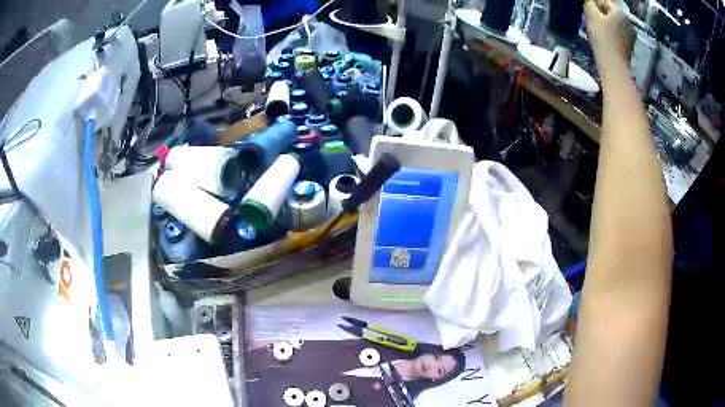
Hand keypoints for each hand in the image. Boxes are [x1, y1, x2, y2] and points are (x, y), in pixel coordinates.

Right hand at [584, 0, 634, 63]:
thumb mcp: (591, 16)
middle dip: (604, 13)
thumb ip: (590, 4)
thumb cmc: (602, 37)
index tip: (590, 9)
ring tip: (600, 28)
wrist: (613, 65)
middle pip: (613, 12)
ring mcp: (631, 35)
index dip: (596, 3)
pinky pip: (621, 34)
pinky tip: (607, 38)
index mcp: (620, 12)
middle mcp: (628, 22)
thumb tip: (591, 1)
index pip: (606, 1)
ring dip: (609, 23)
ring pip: (617, 23)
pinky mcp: (631, 46)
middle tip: (593, 18)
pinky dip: (614, 33)